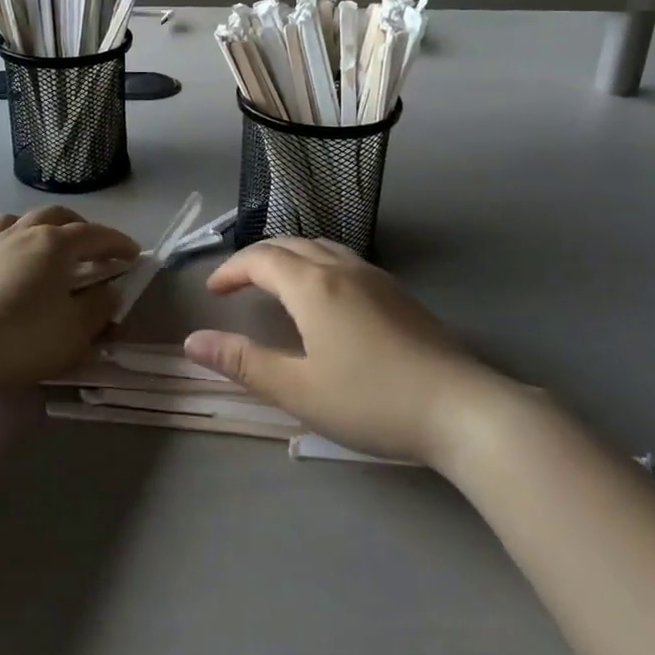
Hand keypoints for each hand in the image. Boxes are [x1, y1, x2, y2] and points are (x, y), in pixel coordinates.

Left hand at [0, 207, 138, 398]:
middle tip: (90, 245)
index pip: (95, 235)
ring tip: (39, 242)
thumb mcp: (75, 333)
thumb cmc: (22, 340)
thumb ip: (99, 308)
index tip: (133, 254)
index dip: (117, 243)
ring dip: (31, 227)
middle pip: (54, 216)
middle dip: (77, 226)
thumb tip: (111, 291)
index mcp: (54, 245)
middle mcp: (19, 234)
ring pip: (11, 221)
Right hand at [186, 238, 502, 464]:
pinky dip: (317, 264)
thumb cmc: (371, 400)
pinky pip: (344, 260)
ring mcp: (375, 277)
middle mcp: (341, 268)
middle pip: (289, 245)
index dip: (231, 270)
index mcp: (313, 285)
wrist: (461, 409)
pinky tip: (325, 297)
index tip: (213, 292)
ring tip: (275, 284)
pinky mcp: (398, 293)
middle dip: (256, 260)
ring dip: (289, 257)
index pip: (260, 260)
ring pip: (320, 247)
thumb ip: (243, 362)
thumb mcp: (298, 389)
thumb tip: (193, 341)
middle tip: (236, 285)